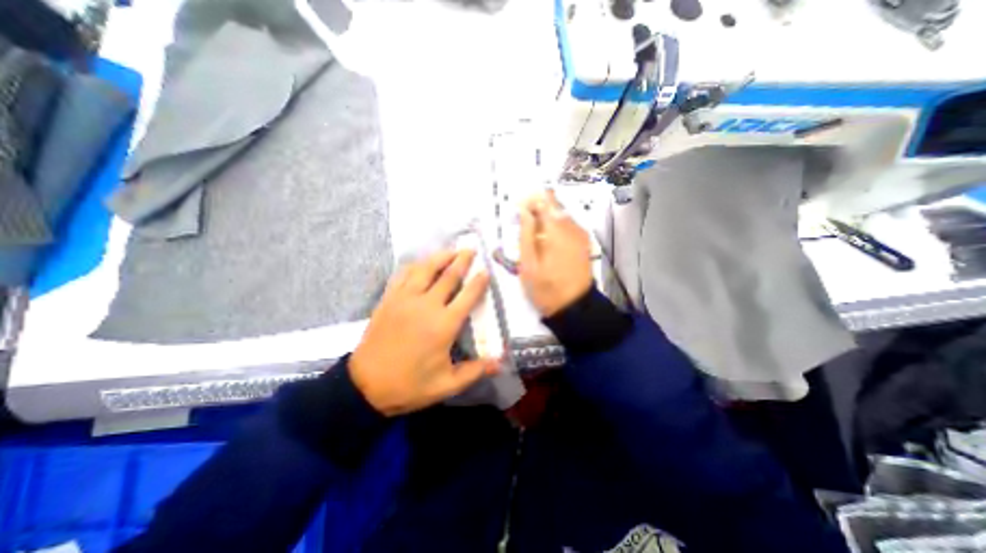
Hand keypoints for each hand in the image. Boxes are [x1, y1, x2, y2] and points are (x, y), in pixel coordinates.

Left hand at [349, 249, 501, 414]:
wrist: (365, 385)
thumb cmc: (409, 385)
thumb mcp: (446, 385)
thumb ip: (474, 371)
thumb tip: (500, 362)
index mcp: (444, 324)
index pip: (467, 296)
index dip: (479, 281)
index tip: (486, 270)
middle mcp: (426, 305)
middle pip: (448, 276)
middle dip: (462, 260)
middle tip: (471, 249)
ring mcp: (405, 299)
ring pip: (425, 269)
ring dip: (440, 257)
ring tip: (451, 250)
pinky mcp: (389, 299)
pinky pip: (403, 275)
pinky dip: (415, 265)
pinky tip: (422, 263)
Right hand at [516, 190, 591, 317]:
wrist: (574, 307)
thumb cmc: (546, 288)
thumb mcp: (527, 263)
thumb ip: (525, 234)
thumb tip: (524, 210)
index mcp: (557, 230)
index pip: (544, 200)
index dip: (529, 201)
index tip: (517, 211)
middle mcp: (572, 227)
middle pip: (554, 204)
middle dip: (536, 209)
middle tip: (522, 224)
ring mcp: (581, 234)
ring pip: (561, 214)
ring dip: (545, 218)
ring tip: (532, 234)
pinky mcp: (583, 242)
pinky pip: (567, 225)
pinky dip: (555, 227)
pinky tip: (546, 241)